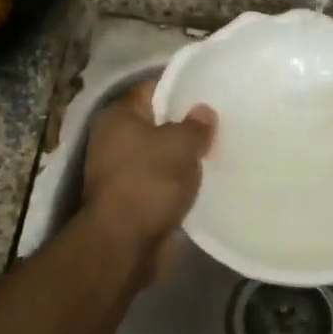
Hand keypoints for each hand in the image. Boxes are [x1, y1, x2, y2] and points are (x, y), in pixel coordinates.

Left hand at [81, 80, 215, 270]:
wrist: (125, 243)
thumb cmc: (150, 181)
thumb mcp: (181, 144)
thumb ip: (196, 125)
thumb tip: (202, 112)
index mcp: (118, 116)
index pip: (151, 90)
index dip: (180, 89)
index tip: (209, 94)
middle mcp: (113, 140)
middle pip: (156, 124)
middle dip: (185, 126)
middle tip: (219, 125)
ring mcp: (119, 172)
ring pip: (159, 156)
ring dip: (182, 159)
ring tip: (217, 154)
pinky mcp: (130, 200)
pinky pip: (160, 183)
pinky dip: (177, 184)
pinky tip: (203, 183)